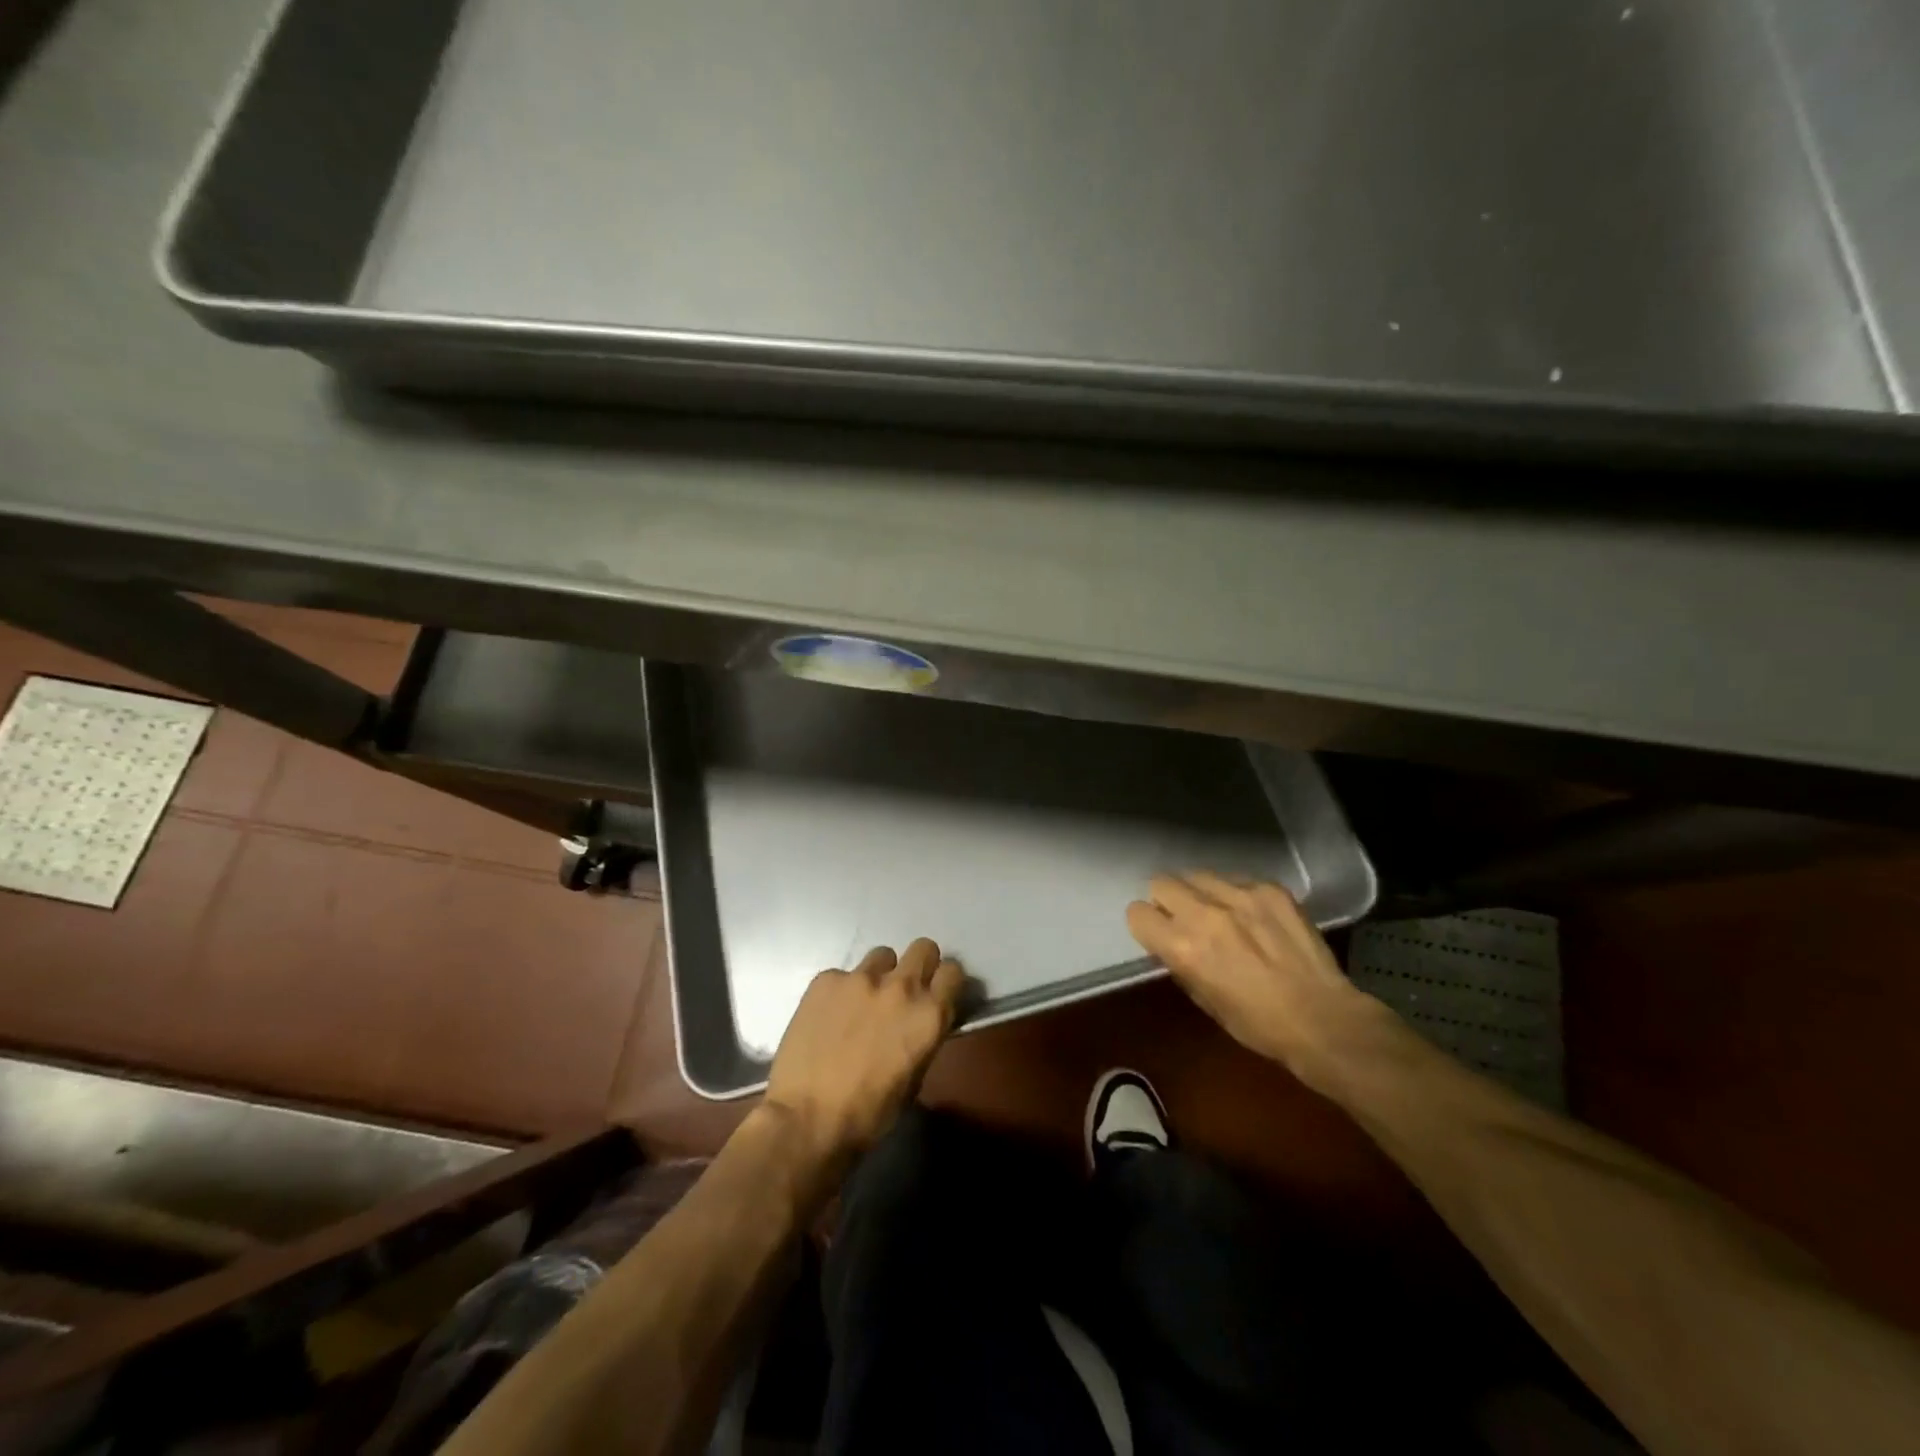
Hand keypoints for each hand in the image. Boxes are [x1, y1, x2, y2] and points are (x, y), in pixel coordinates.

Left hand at [764, 939, 965, 1172]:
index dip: (945, 981)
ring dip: (880, 974)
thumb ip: (923, 1037)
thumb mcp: (914, 1078)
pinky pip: (843, 974)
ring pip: (882, 955)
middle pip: (923, 948)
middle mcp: (901, 986)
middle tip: (904, 990)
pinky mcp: (826, 979)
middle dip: (919, 965)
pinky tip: (829, 1018)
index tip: (937, 992)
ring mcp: (861, 978)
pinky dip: (841, 991)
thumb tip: (920, 1022)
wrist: (807, 1119)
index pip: (953, 971)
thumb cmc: (869, 1113)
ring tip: (862, 1002)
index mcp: (929, 1014)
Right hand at [1127, 872, 1379, 1088]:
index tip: (1159, 933)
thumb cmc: (1258, 1024)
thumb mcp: (1204, 1000)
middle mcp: (1205, 913)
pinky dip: (1236, 893)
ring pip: (1198, 875)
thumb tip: (1171, 942)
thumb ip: (1181, 962)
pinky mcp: (1270, 889)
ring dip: (1200, 893)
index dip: (1147, 925)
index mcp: (1183, 947)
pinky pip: (1236, 878)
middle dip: (1167, 900)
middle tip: (1185, 919)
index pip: (1138, 912)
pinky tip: (1253, 915)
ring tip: (1220, 913)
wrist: (1324, 1019)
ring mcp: (1240, 895)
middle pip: (1161, 882)